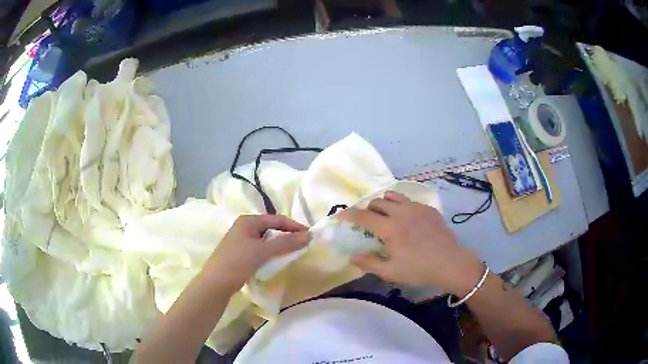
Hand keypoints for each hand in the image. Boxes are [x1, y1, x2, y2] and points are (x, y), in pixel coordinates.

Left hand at [203, 215, 308, 293]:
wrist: (216, 283)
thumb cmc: (237, 262)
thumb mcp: (262, 251)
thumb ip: (286, 242)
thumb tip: (309, 235)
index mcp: (248, 221)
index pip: (276, 219)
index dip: (294, 226)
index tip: (309, 235)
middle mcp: (244, 227)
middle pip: (271, 228)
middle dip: (287, 234)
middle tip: (303, 243)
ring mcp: (241, 241)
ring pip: (266, 239)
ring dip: (279, 244)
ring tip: (293, 252)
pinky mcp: (240, 253)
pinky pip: (260, 249)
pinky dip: (271, 252)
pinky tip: (277, 260)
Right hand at [340, 191, 483, 295]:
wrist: (451, 263)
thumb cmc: (419, 270)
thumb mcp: (390, 272)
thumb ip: (368, 263)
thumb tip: (352, 256)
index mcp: (389, 228)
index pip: (362, 215)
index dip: (348, 215)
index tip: (340, 217)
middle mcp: (401, 212)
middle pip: (377, 202)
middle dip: (367, 210)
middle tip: (368, 222)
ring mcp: (416, 208)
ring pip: (393, 196)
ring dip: (384, 204)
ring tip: (386, 216)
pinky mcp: (429, 208)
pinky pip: (409, 201)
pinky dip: (401, 206)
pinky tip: (408, 221)